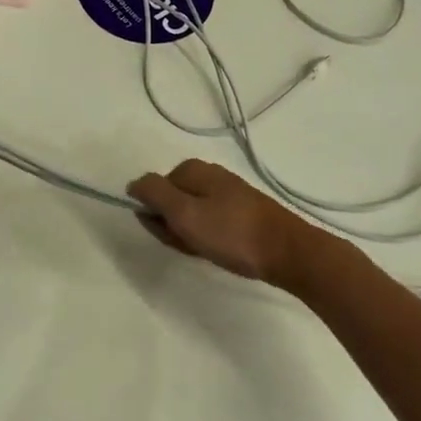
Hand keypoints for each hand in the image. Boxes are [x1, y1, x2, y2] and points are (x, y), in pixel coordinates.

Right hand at [126, 159, 315, 287]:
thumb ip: (154, 194)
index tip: (173, 234)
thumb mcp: (184, 213)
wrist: (286, 251)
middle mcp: (208, 174)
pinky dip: (209, 238)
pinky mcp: (240, 211)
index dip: (157, 218)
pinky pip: (210, 223)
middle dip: (175, 228)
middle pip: (171, 203)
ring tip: (210, 250)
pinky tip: (222, 250)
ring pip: (190, 216)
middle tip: (193, 245)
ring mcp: (226, 192)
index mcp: (192, 169)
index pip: (153, 191)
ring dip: (192, 236)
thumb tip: (133, 183)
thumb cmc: (231, 233)